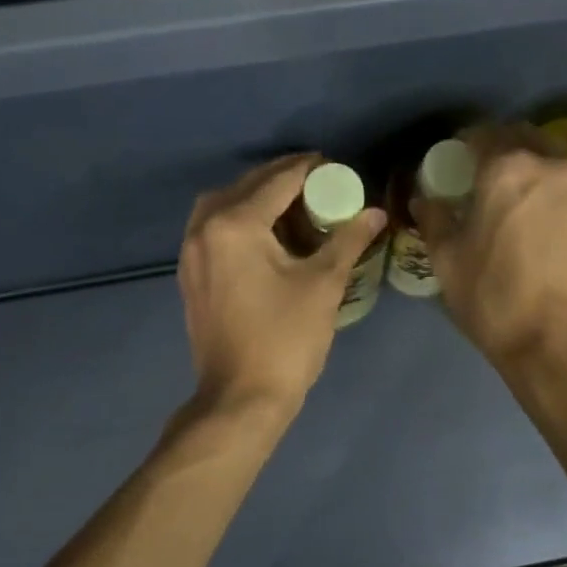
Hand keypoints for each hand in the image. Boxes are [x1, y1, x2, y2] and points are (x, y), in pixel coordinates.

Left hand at [179, 154, 387, 414]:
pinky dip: (240, 222)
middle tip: (320, 185)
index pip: (278, 180)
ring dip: (257, 199)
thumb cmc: (286, 340)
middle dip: (283, 180)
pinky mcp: (190, 276)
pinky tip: (267, 239)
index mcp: (234, 224)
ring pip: (224, 206)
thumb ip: (348, 240)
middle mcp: (203, 229)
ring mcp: (190, 254)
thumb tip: (376, 213)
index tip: (336, 167)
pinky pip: (214, 231)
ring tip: (294, 209)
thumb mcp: (323, 285)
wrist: (240, 399)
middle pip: (246, 186)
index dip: (310, 169)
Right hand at [414, 124, 566, 371]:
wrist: (558, 343)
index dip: (463, 145)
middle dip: (501, 151)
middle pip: (523, 141)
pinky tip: (543, 228)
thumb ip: (434, 219)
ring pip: (552, 167)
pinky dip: (554, 199)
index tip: (454, 163)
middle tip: (484, 178)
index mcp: (509, 169)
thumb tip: (424, 199)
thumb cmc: (493, 297)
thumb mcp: (447, 260)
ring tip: (517, 204)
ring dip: (532, 174)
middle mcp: (553, 168)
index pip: (482, 135)